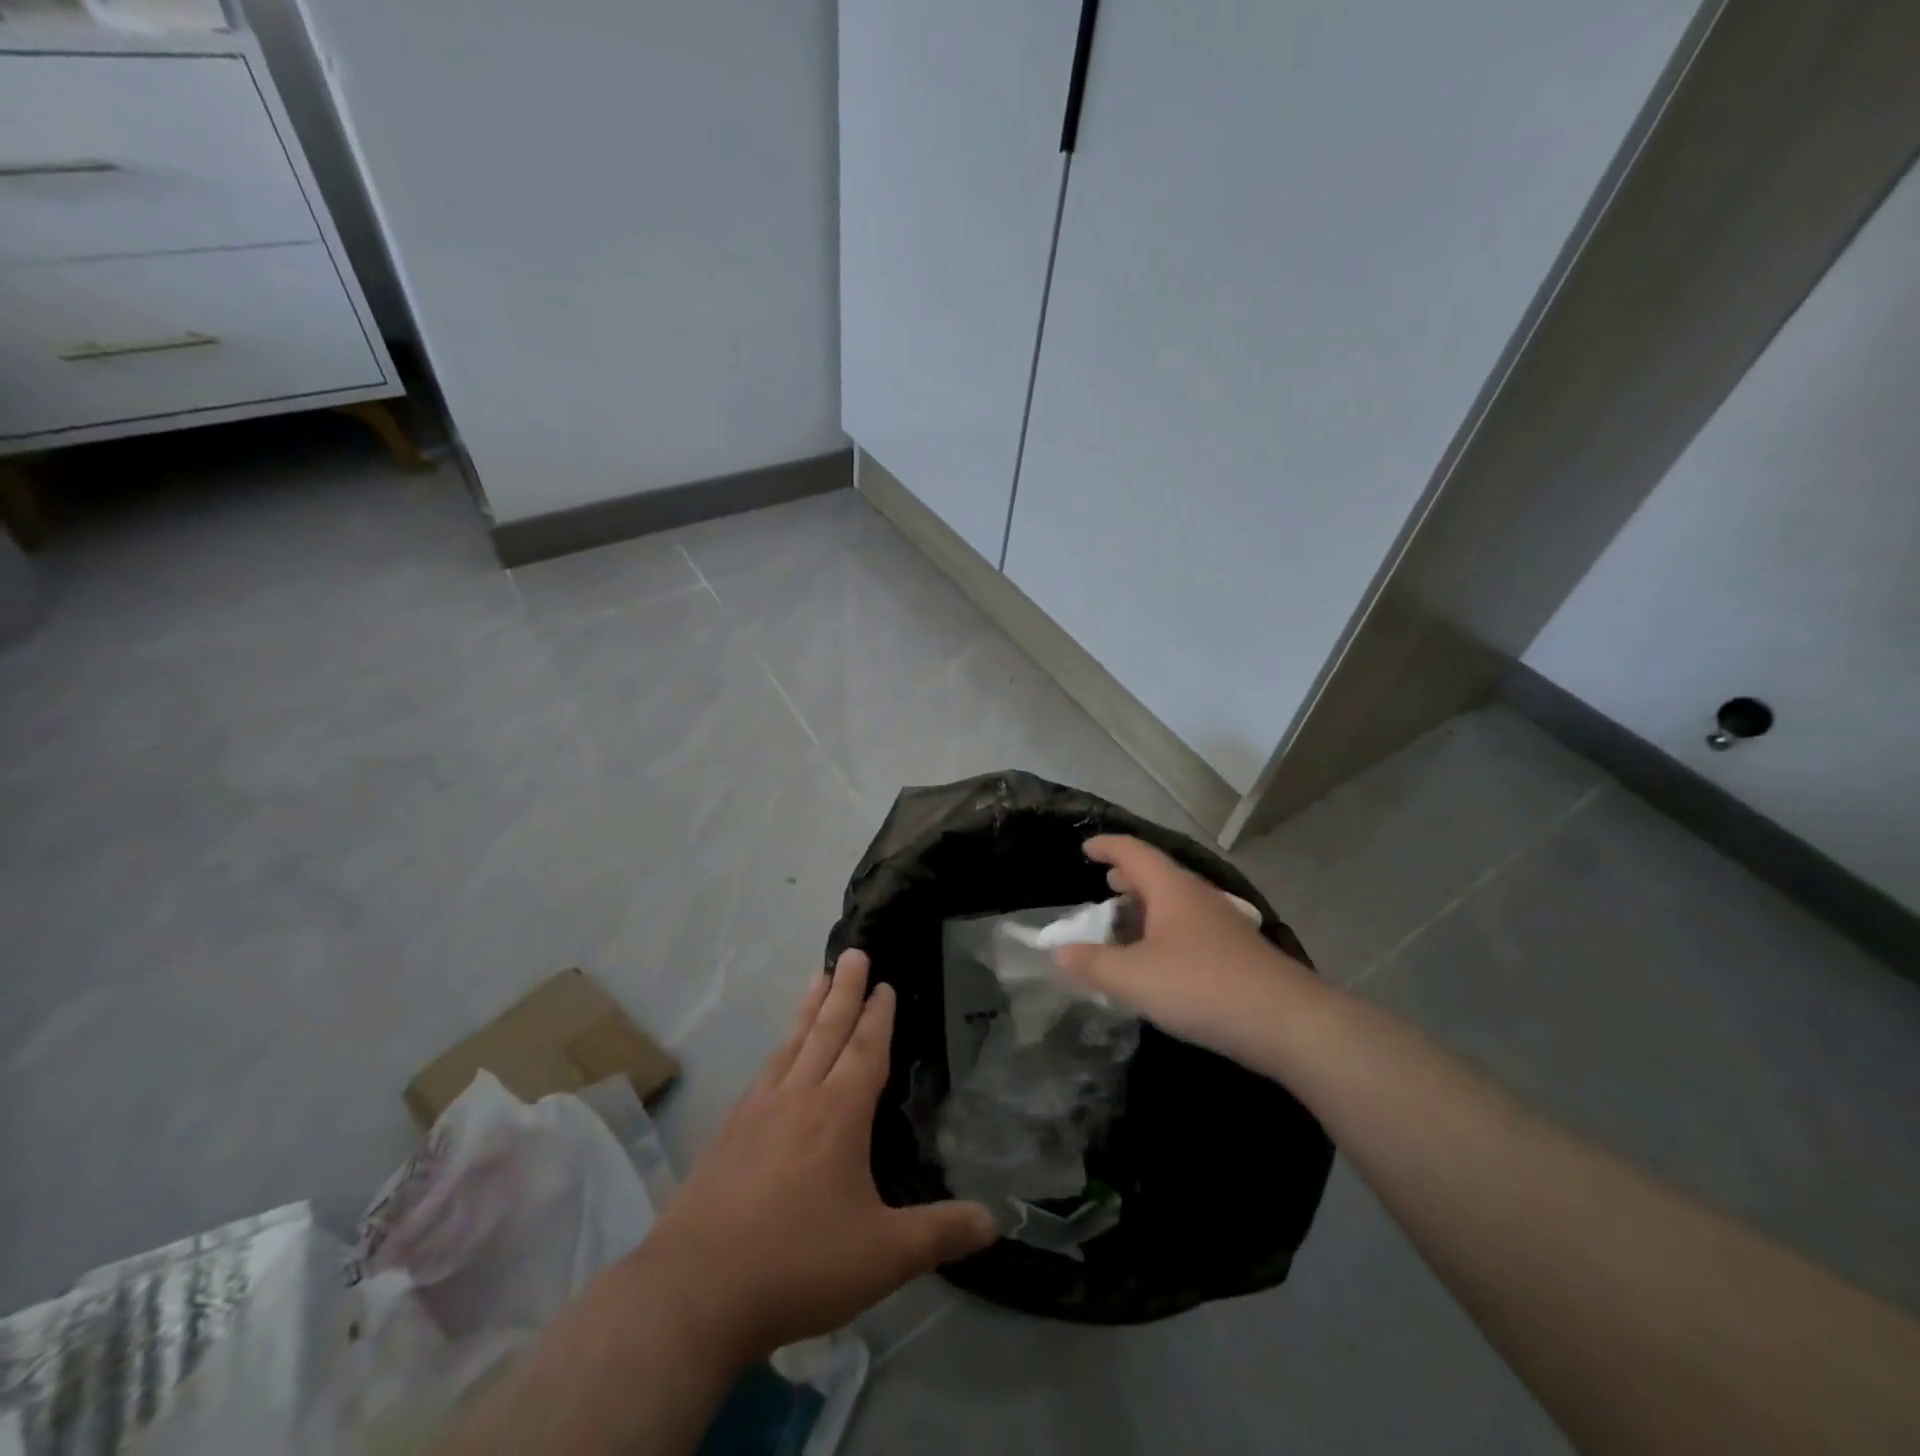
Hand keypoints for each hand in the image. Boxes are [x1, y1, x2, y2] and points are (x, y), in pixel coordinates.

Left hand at [635, 950, 995, 1367]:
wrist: (695, 1291)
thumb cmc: (798, 1264)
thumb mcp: (882, 1256)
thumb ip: (940, 1234)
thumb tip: (995, 1221)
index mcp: (838, 1113)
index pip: (864, 1049)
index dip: (877, 1015)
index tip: (884, 982)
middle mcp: (798, 1097)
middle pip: (826, 1030)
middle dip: (844, 989)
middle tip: (853, 951)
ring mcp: (757, 1111)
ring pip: (791, 1043)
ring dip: (809, 1007)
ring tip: (819, 977)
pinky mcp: (727, 1132)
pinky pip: (764, 1071)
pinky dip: (779, 1048)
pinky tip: (777, 1055)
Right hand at [1053, 835, 1321, 1064]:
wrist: (1287, 1022)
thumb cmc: (1202, 986)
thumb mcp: (1135, 978)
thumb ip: (1093, 964)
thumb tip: (1059, 952)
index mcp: (1172, 889)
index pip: (1134, 851)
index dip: (1107, 846)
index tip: (1086, 849)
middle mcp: (1198, 897)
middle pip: (1157, 874)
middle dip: (1128, 877)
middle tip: (1105, 884)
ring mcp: (1221, 924)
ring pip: (1175, 902)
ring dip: (1147, 906)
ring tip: (1126, 923)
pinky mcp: (1235, 953)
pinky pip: (1189, 927)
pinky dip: (1164, 931)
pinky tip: (1158, 960)